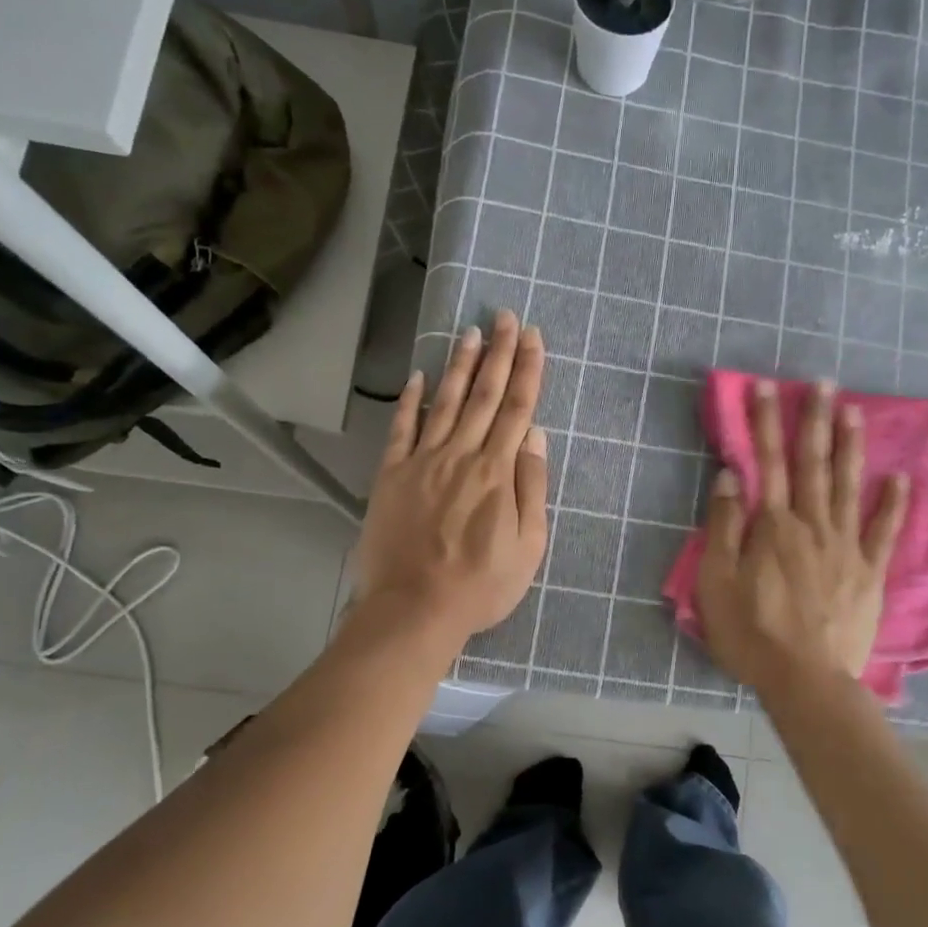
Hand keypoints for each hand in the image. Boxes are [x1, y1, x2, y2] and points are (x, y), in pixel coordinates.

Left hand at [352, 312, 548, 640]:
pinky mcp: (391, 476)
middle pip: (483, 395)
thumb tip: (535, 437)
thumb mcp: (528, 546)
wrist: (414, 609)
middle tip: (505, 316)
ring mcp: (422, 462)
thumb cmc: (480, 585)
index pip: (517, 409)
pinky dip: (411, 401)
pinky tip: (419, 377)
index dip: (527, 370)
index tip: (533, 337)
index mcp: (497, 472)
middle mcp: (461, 455)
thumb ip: (532, 487)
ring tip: (470, 332)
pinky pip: (402, 429)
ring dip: (459, 365)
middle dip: (498, 353)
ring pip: (445, 403)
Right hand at [697, 379, 907, 691]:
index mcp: (773, 525)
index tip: (766, 387)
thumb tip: (731, 477)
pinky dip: (893, 504)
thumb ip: (724, 526)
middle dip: (814, 420)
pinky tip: (900, 478)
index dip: (764, 422)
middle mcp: (812, 524)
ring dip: (850, 446)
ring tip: (854, 411)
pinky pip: (883, 532)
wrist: (806, 680)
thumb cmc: (752, 633)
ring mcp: (846, 546)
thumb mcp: (717, 582)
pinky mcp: (869, 572)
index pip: (766, 462)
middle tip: (822, 382)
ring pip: (849, 486)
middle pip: (812, 464)